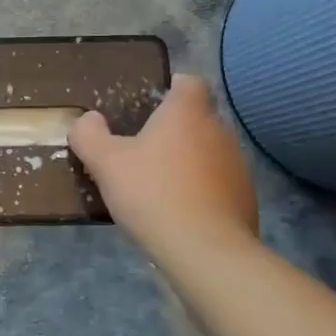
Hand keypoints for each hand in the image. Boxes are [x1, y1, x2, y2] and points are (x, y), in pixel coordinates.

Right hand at [70, 73, 259, 258]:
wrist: (206, 253)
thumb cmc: (153, 193)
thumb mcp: (105, 162)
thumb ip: (89, 135)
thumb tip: (89, 120)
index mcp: (187, 113)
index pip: (189, 82)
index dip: (170, 88)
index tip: (148, 105)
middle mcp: (219, 131)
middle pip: (197, 119)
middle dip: (172, 131)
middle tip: (141, 150)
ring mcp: (238, 167)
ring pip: (208, 153)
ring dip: (187, 162)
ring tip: (158, 186)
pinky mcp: (246, 200)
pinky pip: (218, 185)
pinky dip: (200, 192)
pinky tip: (178, 213)